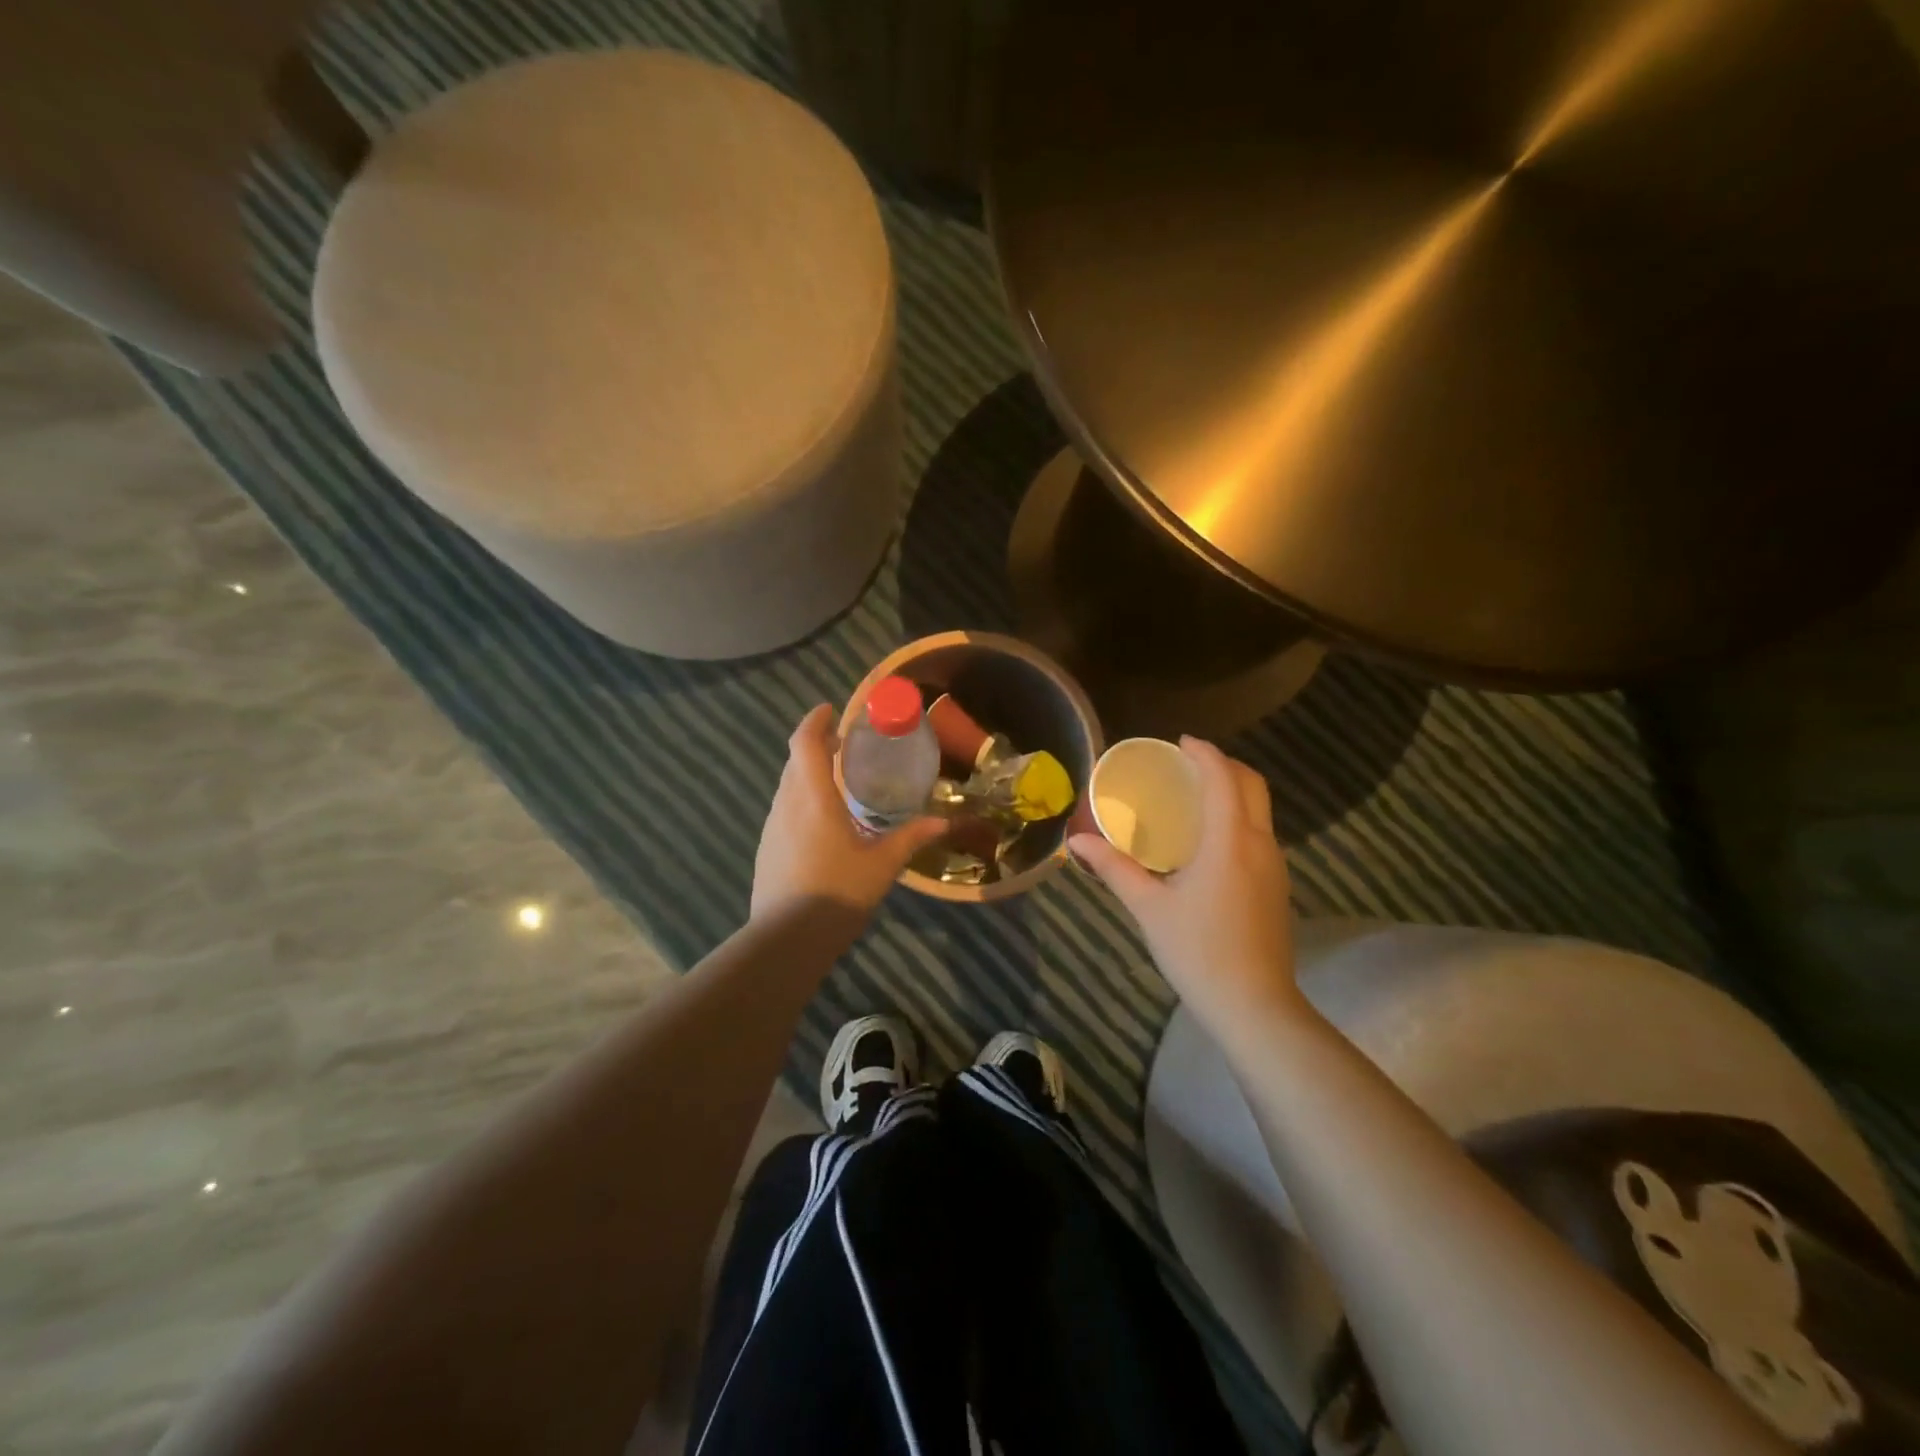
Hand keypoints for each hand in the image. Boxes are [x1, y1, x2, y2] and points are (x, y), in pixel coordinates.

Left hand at [751, 705, 947, 922]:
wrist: (786, 940)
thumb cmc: (838, 893)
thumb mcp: (882, 865)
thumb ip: (911, 838)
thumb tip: (944, 822)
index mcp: (813, 798)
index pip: (804, 743)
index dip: (815, 721)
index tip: (831, 709)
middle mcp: (786, 805)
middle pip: (794, 761)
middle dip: (816, 745)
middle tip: (844, 744)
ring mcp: (771, 828)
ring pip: (787, 786)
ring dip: (807, 774)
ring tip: (837, 780)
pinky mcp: (766, 849)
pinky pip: (784, 810)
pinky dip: (801, 799)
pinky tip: (822, 822)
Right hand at [1070, 738, 1301, 1033]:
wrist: (1255, 1006)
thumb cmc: (1198, 952)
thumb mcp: (1149, 908)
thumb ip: (1114, 868)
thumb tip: (1076, 842)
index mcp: (1229, 841)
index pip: (1223, 778)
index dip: (1204, 752)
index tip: (1179, 742)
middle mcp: (1260, 844)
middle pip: (1252, 784)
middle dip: (1223, 764)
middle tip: (1186, 764)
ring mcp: (1275, 865)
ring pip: (1260, 809)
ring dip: (1233, 790)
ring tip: (1194, 795)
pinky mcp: (1277, 885)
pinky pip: (1260, 832)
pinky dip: (1238, 816)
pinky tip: (1210, 839)